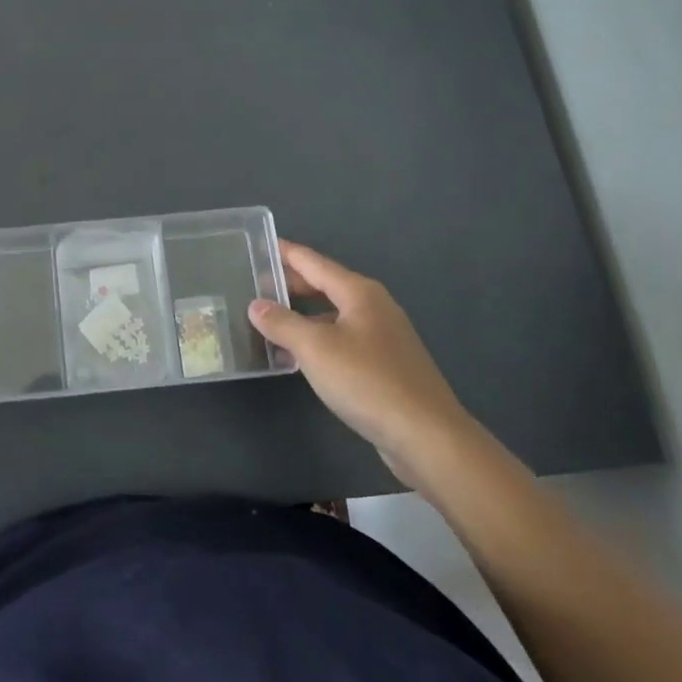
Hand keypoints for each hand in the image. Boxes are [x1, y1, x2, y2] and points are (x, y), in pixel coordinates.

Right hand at [248, 241, 476, 486]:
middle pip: (324, 286)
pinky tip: (300, 357)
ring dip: (302, 316)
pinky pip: (342, 340)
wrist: (427, 436)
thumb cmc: (368, 382)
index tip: (257, 245)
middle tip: (254, 287)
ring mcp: (383, 337)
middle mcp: (373, 307)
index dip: (285, 253)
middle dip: (290, 285)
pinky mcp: (386, 366)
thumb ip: (282, 323)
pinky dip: (318, 340)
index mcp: (359, 293)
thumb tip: (256, 305)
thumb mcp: (315, 349)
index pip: (313, 262)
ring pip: (333, 315)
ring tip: (269, 322)